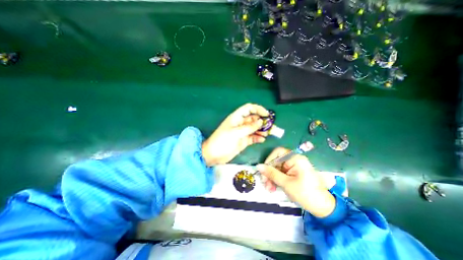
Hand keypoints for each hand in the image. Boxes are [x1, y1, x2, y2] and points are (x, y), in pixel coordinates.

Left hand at [201, 104, 269, 165]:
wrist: (214, 155)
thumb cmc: (222, 141)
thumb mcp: (235, 133)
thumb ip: (249, 127)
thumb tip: (261, 121)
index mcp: (237, 118)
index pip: (249, 109)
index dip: (258, 109)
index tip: (267, 115)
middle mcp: (240, 123)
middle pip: (254, 119)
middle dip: (262, 121)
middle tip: (271, 126)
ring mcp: (242, 133)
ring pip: (255, 128)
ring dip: (261, 130)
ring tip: (267, 134)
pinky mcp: (243, 141)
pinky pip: (253, 137)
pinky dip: (258, 138)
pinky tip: (262, 140)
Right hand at [257, 148, 336, 218]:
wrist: (323, 208)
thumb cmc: (306, 193)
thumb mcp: (286, 183)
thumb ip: (271, 173)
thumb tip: (258, 166)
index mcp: (295, 158)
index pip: (278, 152)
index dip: (269, 160)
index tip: (264, 171)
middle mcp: (294, 160)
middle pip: (276, 161)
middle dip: (269, 172)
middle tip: (265, 184)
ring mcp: (294, 166)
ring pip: (277, 168)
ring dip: (271, 178)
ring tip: (269, 189)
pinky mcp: (293, 173)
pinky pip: (281, 173)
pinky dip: (276, 180)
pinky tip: (274, 188)